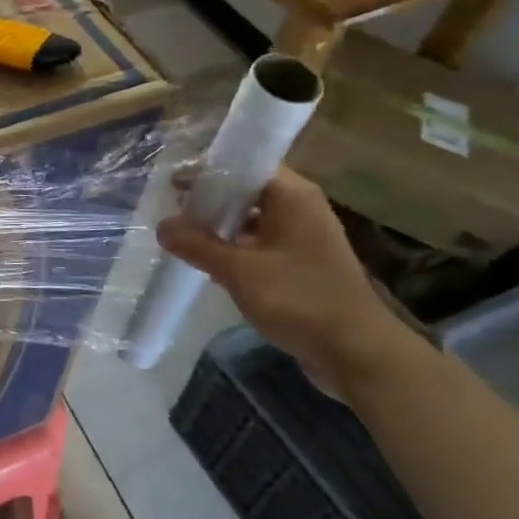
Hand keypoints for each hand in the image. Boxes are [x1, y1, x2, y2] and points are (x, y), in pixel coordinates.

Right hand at [157, 168, 406, 391]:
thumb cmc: (298, 299)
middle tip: (173, 209)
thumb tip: (161, 226)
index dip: (207, 171)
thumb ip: (196, 245)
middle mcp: (301, 208)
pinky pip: (262, 242)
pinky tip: (210, 261)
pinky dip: (237, 246)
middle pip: (247, 190)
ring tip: (184, 235)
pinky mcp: (304, 264)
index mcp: (292, 196)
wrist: (357, 353)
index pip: (244, 165)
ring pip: (253, 219)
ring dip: (222, 225)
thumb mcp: (238, 270)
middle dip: (210, 199)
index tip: (173, 184)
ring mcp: (305, 237)